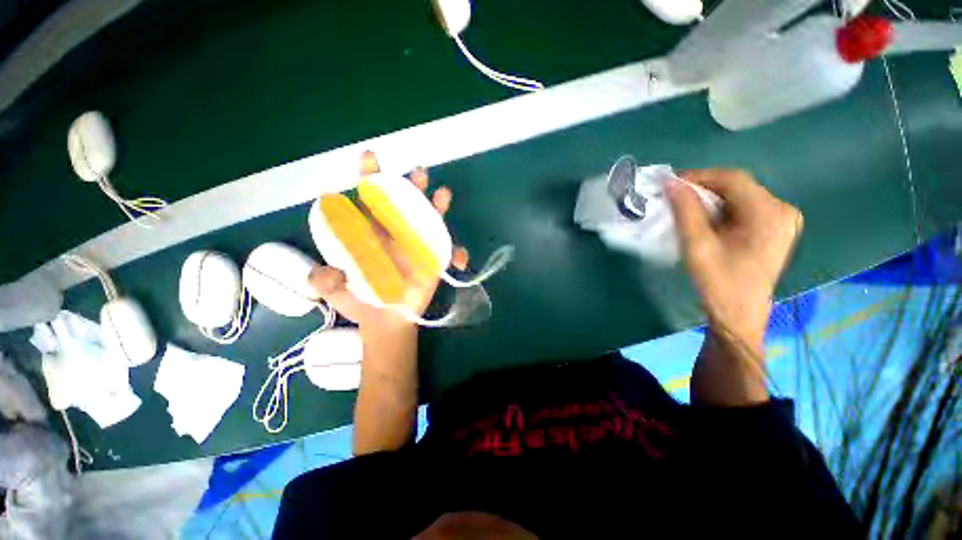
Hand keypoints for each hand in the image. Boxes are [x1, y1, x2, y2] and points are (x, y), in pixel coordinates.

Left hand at [308, 151, 468, 331]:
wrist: (386, 320)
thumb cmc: (361, 301)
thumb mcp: (337, 292)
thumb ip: (326, 282)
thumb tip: (325, 272)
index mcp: (370, 234)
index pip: (369, 201)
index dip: (369, 178)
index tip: (370, 158)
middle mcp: (396, 235)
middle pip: (405, 204)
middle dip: (411, 185)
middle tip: (418, 174)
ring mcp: (418, 247)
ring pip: (430, 221)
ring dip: (437, 207)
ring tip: (443, 195)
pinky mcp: (434, 262)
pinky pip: (449, 253)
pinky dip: (456, 253)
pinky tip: (459, 260)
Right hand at [666, 169, 802, 354]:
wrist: (739, 314)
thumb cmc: (719, 283)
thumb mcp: (697, 246)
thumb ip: (685, 211)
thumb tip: (670, 182)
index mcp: (770, 213)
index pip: (732, 179)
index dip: (698, 177)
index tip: (669, 184)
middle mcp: (782, 210)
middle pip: (737, 186)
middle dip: (703, 189)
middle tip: (674, 199)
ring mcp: (782, 219)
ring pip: (739, 196)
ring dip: (710, 199)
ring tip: (685, 210)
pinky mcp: (775, 228)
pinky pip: (743, 207)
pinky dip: (720, 209)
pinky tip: (704, 220)